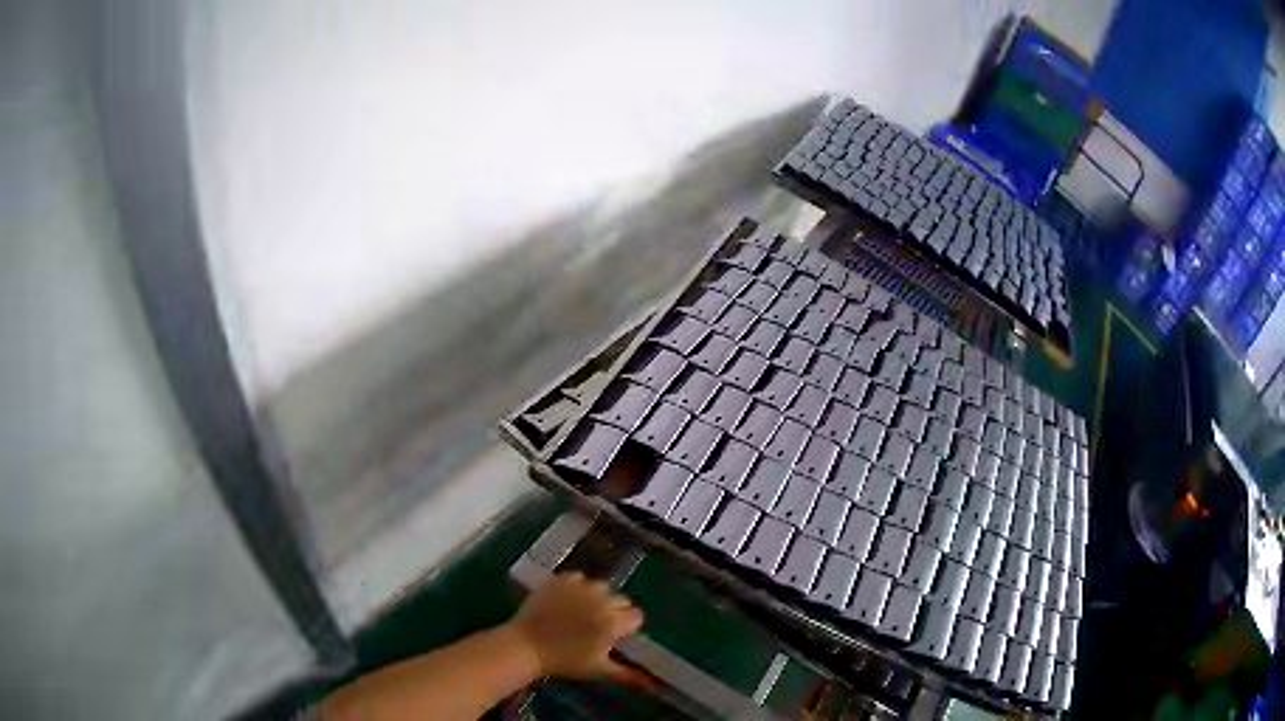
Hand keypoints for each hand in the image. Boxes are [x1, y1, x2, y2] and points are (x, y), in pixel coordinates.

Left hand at [506, 572, 645, 684]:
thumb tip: (654, 686)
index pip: (636, 616)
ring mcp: (581, 587)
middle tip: (597, 625)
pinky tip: (567, 599)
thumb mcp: (599, 670)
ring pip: (601, 587)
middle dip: (614, 611)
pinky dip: (577, 586)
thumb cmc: (565, 662)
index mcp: (614, 622)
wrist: (526, 645)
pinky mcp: (562, 579)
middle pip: (621, 600)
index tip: (615, 635)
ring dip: (597, 597)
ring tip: (582, 611)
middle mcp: (602, 600)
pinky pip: (579, 577)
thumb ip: (629, 675)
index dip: (627, 626)